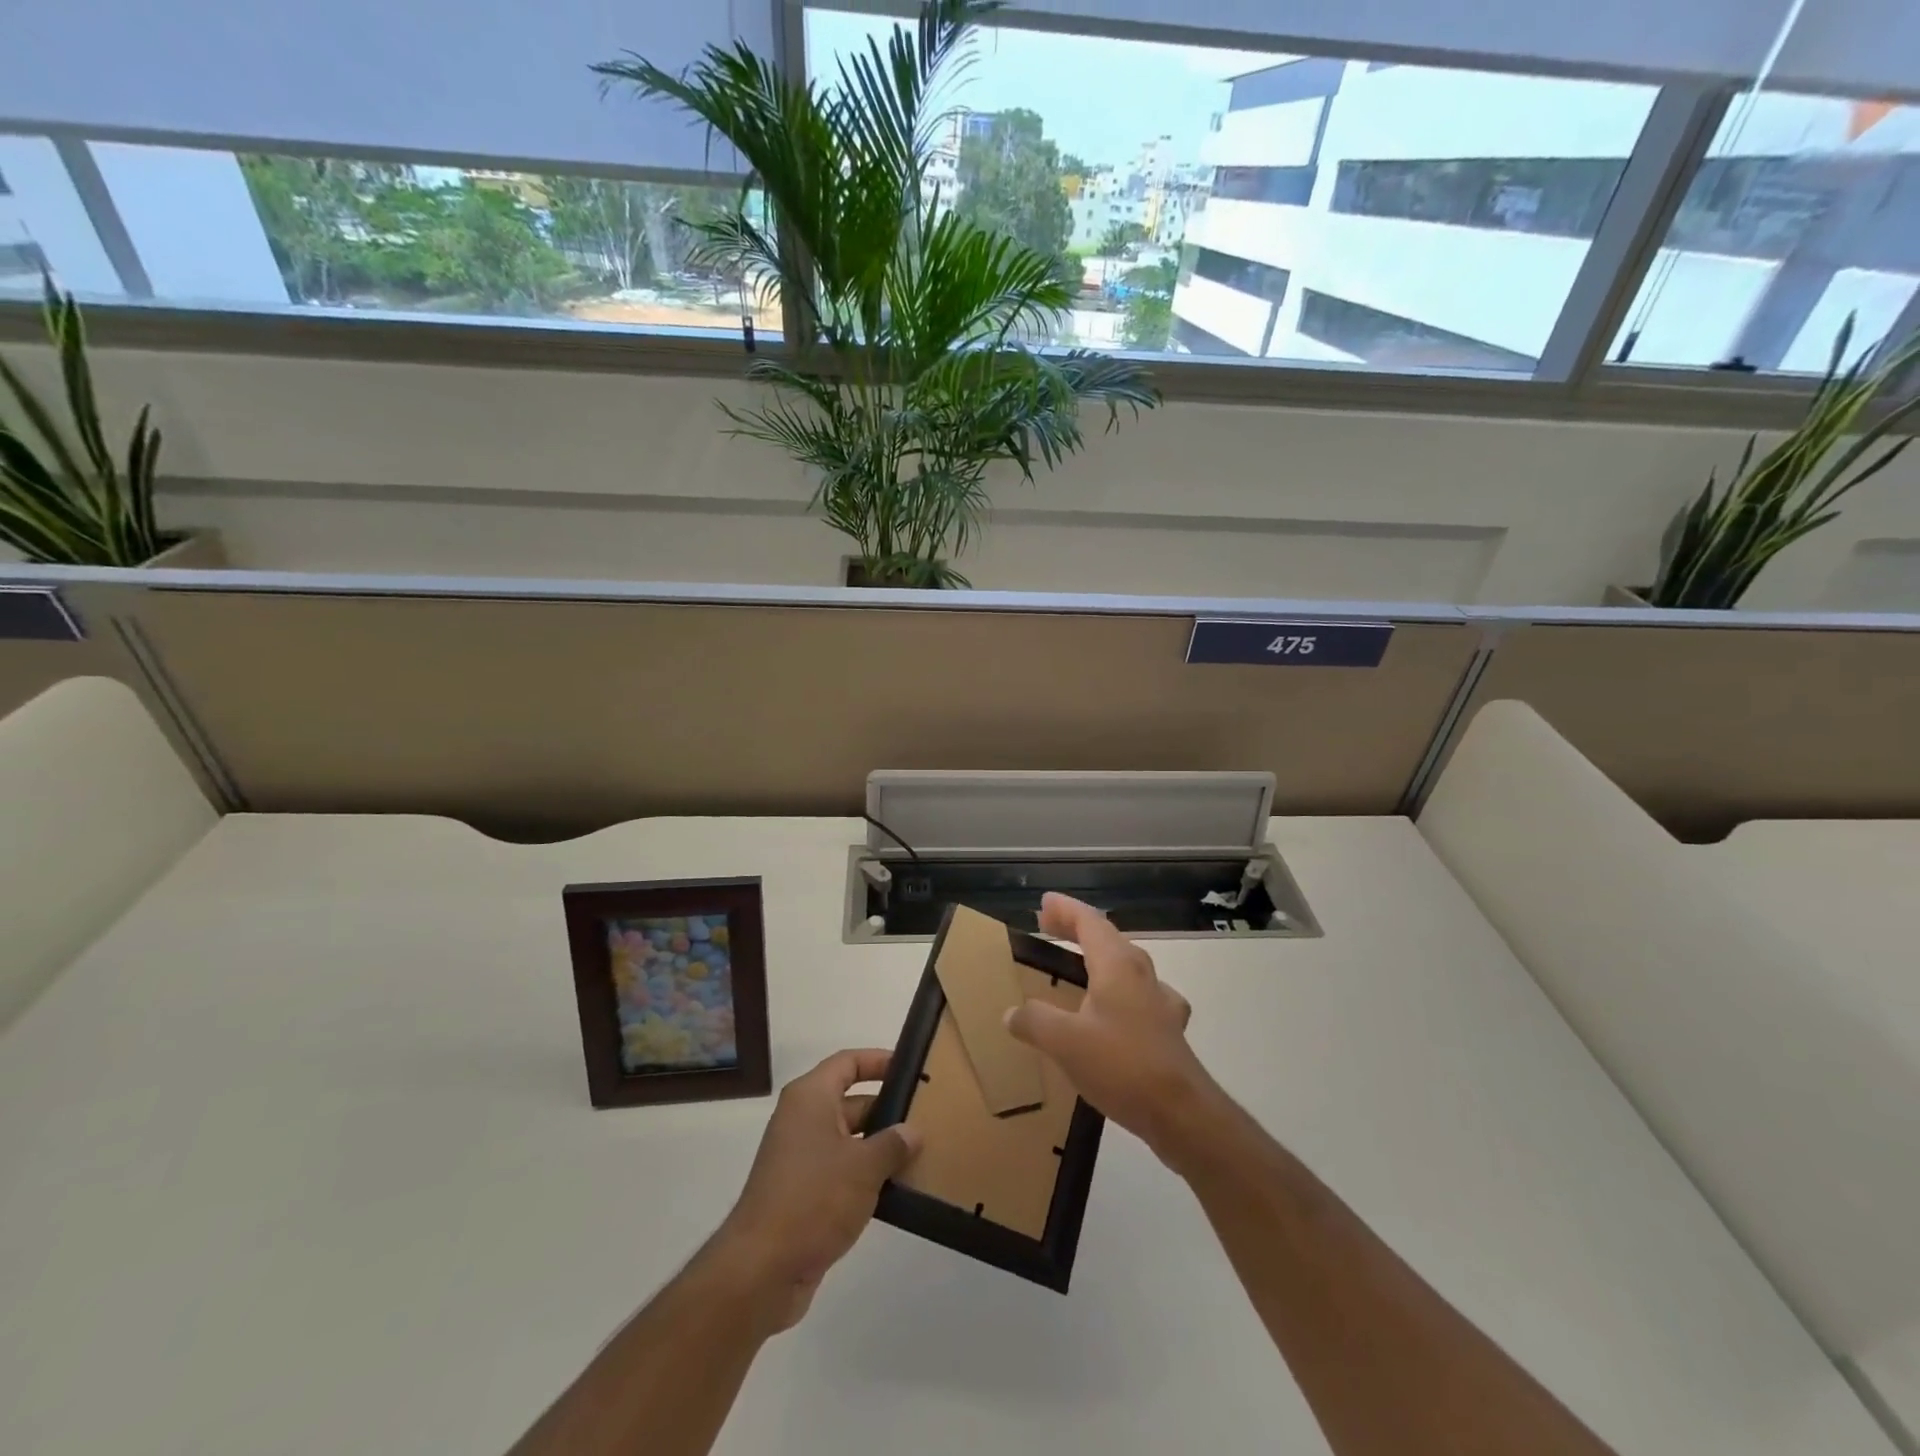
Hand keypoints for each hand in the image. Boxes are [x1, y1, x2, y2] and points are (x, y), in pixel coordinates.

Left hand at [712, 1049, 919, 1332]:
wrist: (762, 1270)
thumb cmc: (814, 1198)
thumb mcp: (863, 1167)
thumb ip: (892, 1144)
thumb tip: (912, 1131)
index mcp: (810, 1098)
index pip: (848, 1062)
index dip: (878, 1061)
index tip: (911, 1068)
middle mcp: (802, 1120)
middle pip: (850, 1100)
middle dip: (887, 1108)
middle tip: (926, 1115)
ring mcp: (800, 1158)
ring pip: (848, 1139)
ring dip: (880, 1146)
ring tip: (921, 1151)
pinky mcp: (803, 1193)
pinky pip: (841, 1170)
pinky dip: (866, 1175)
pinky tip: (897, 1188)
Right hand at [1007, 893, 1217, 1166]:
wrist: (1182, 1114)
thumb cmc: (1122, 1065)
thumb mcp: (1065, 1042)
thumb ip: (1034, 1021)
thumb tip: (1012, 1013)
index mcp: (1117, 965)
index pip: (1089, 922)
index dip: (1066, 909)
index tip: (1044, 902)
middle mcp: (1141, 975)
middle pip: (1108, 938)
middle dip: (1077, 929)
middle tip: (1049, 926)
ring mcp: (1159, 1002)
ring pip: (1125, 965)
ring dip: (1098, 957)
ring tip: (1076, 964)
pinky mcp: (1167, 1030)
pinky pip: (1136, 994)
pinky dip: (1116, 991)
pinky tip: (1113, 1012)